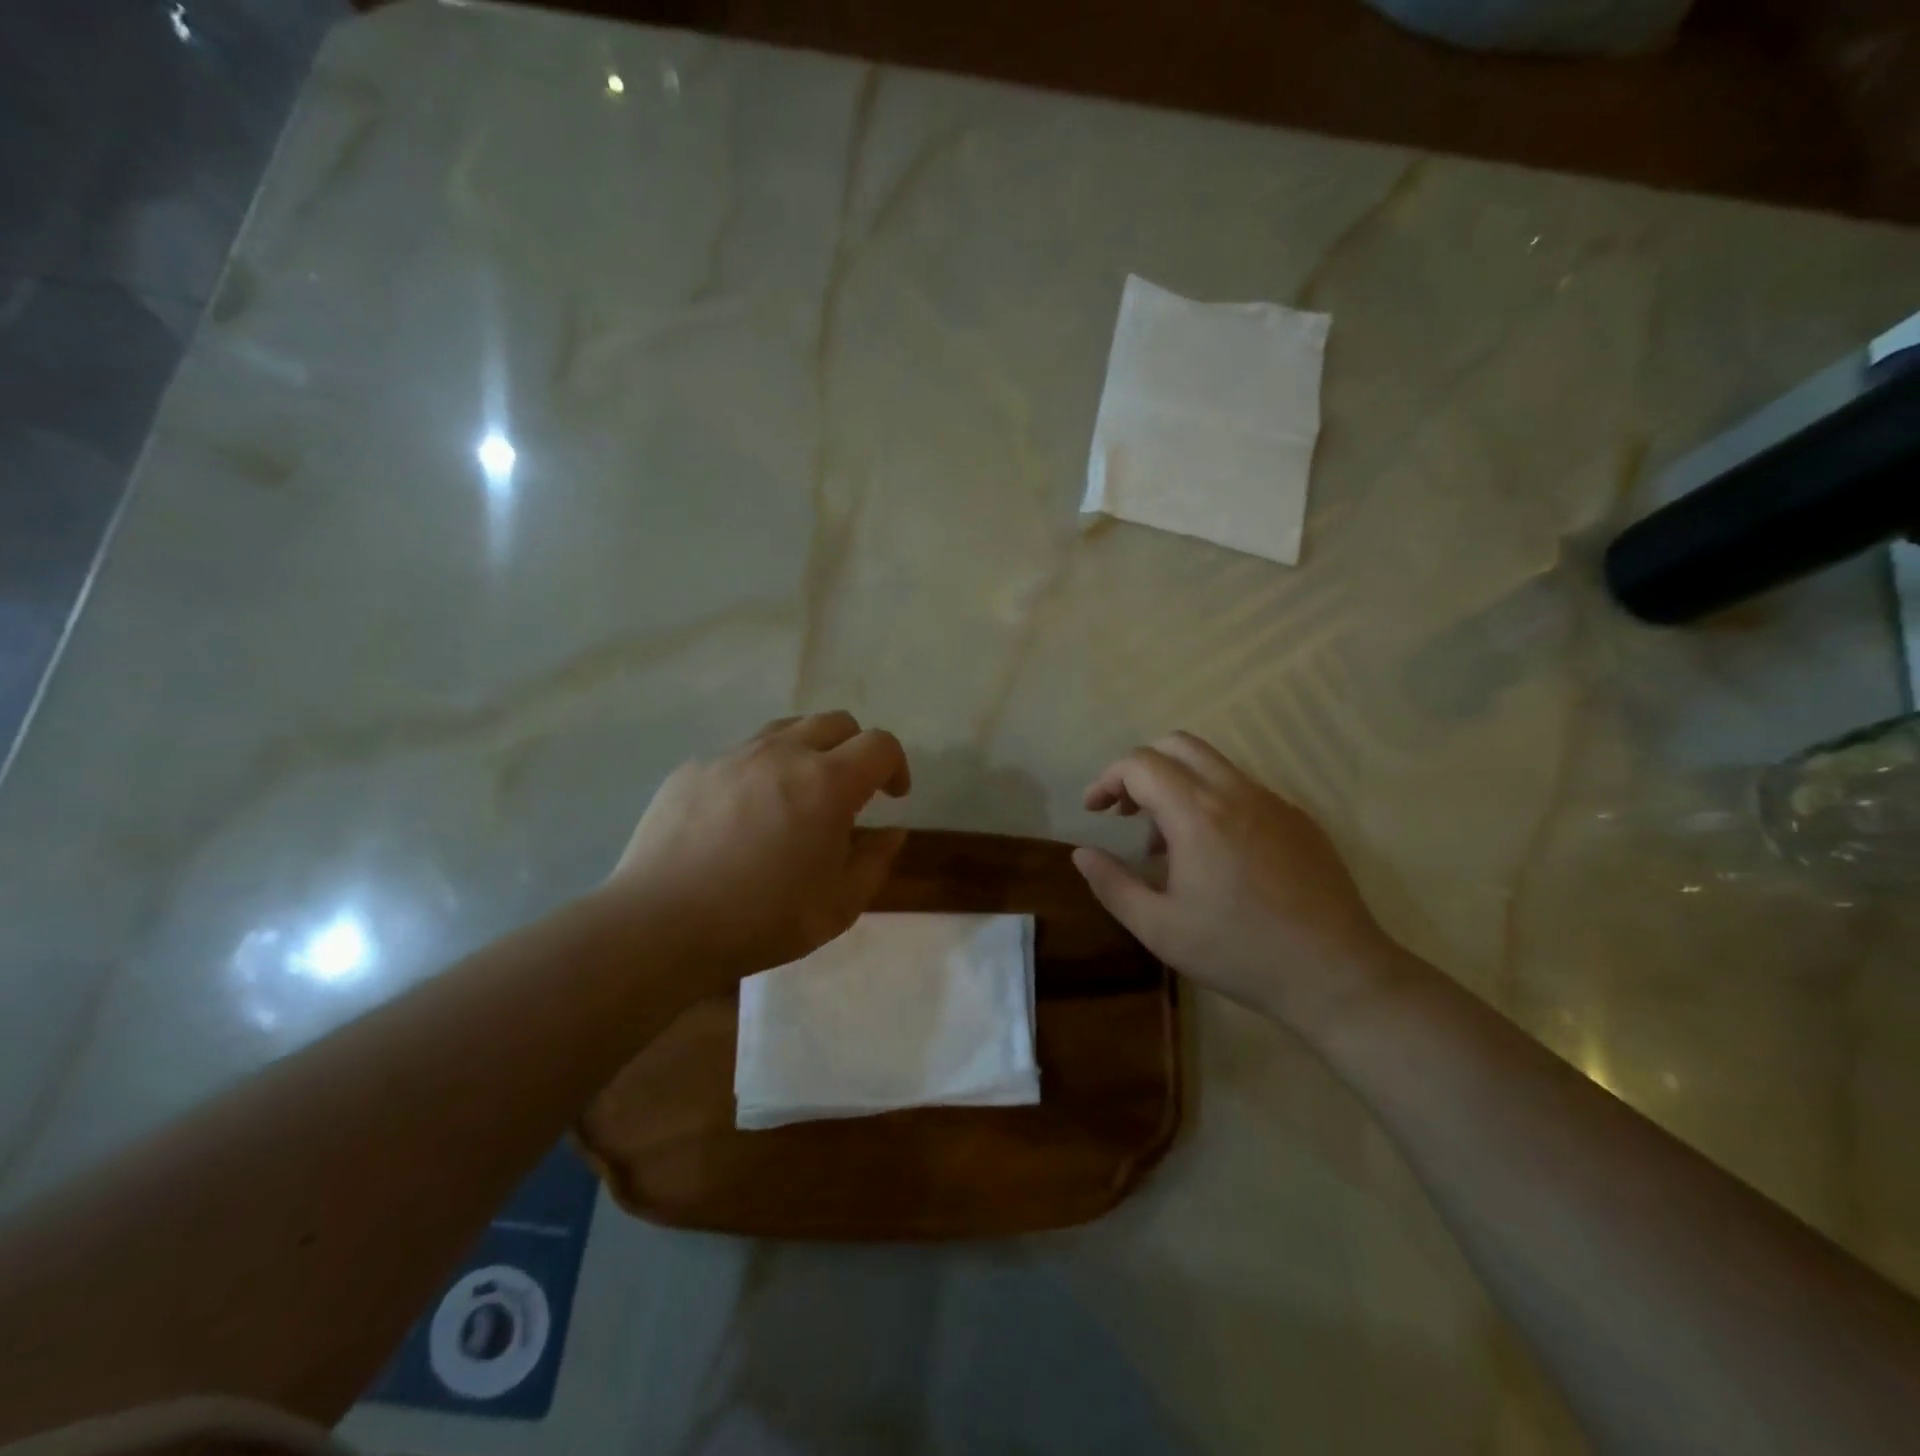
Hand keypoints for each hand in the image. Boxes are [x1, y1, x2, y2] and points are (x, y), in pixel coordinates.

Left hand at [602, 712, 911, 992]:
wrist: (660, 924)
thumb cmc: (761, 919)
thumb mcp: (838, 907)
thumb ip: (875, 862)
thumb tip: (892, 831)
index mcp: (827, 783)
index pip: (880, 744)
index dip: (896, 764)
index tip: (893, 796)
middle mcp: (783, 753)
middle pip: (836, 722)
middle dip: (856, 749)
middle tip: (850, 791)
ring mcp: (734, 755)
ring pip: (787, 729)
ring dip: (808, 751)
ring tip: (798, 793)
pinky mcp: (695, 767)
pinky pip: (741, 753)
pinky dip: (760, 771)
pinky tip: (743, 815)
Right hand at [1073, 731, 1399, 1031]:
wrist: (1336, 974)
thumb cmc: (1238, 952)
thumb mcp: (1158, 928)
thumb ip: (1112, 884)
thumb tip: (1082, 853)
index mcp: (1197, 813)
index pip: (1140, 764)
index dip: (1108, 780)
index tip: (1094, 811)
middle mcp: (1236, 793)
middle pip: (1177, 745)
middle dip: (1141, 768)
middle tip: (1127, 812)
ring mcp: (1274, 802)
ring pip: (1213, 764)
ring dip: (1177, 784)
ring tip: (1169, 842)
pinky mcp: (1299, 819)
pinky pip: (1244, 790)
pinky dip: (1213, 801)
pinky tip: (1216, 855)